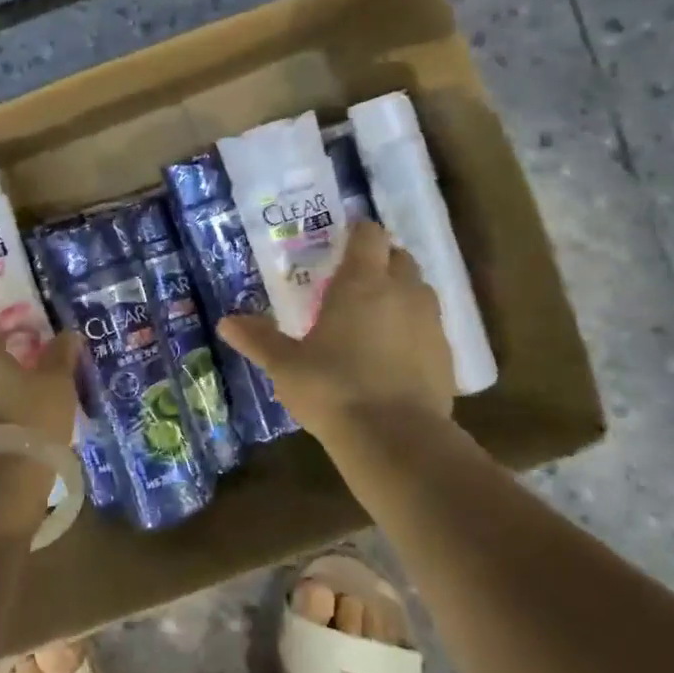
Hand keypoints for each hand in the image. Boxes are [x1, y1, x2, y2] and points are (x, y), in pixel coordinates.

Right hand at [219, 221, 457, 443]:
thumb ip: (259, 339)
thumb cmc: (332, 388)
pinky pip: (430, 327)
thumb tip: (227, 322)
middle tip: (353, 283)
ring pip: (419, 290)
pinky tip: (394, 356)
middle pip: (399, 257)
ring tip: (374, 318)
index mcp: (362, 282)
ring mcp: (430, 322)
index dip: (357, 233)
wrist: (395, 439)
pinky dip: (414, 330)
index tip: (341, 244)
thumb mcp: (286, 365)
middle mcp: (402, 291)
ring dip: (401, 293)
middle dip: (380, 262)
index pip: (369, 234)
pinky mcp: (446, 355)